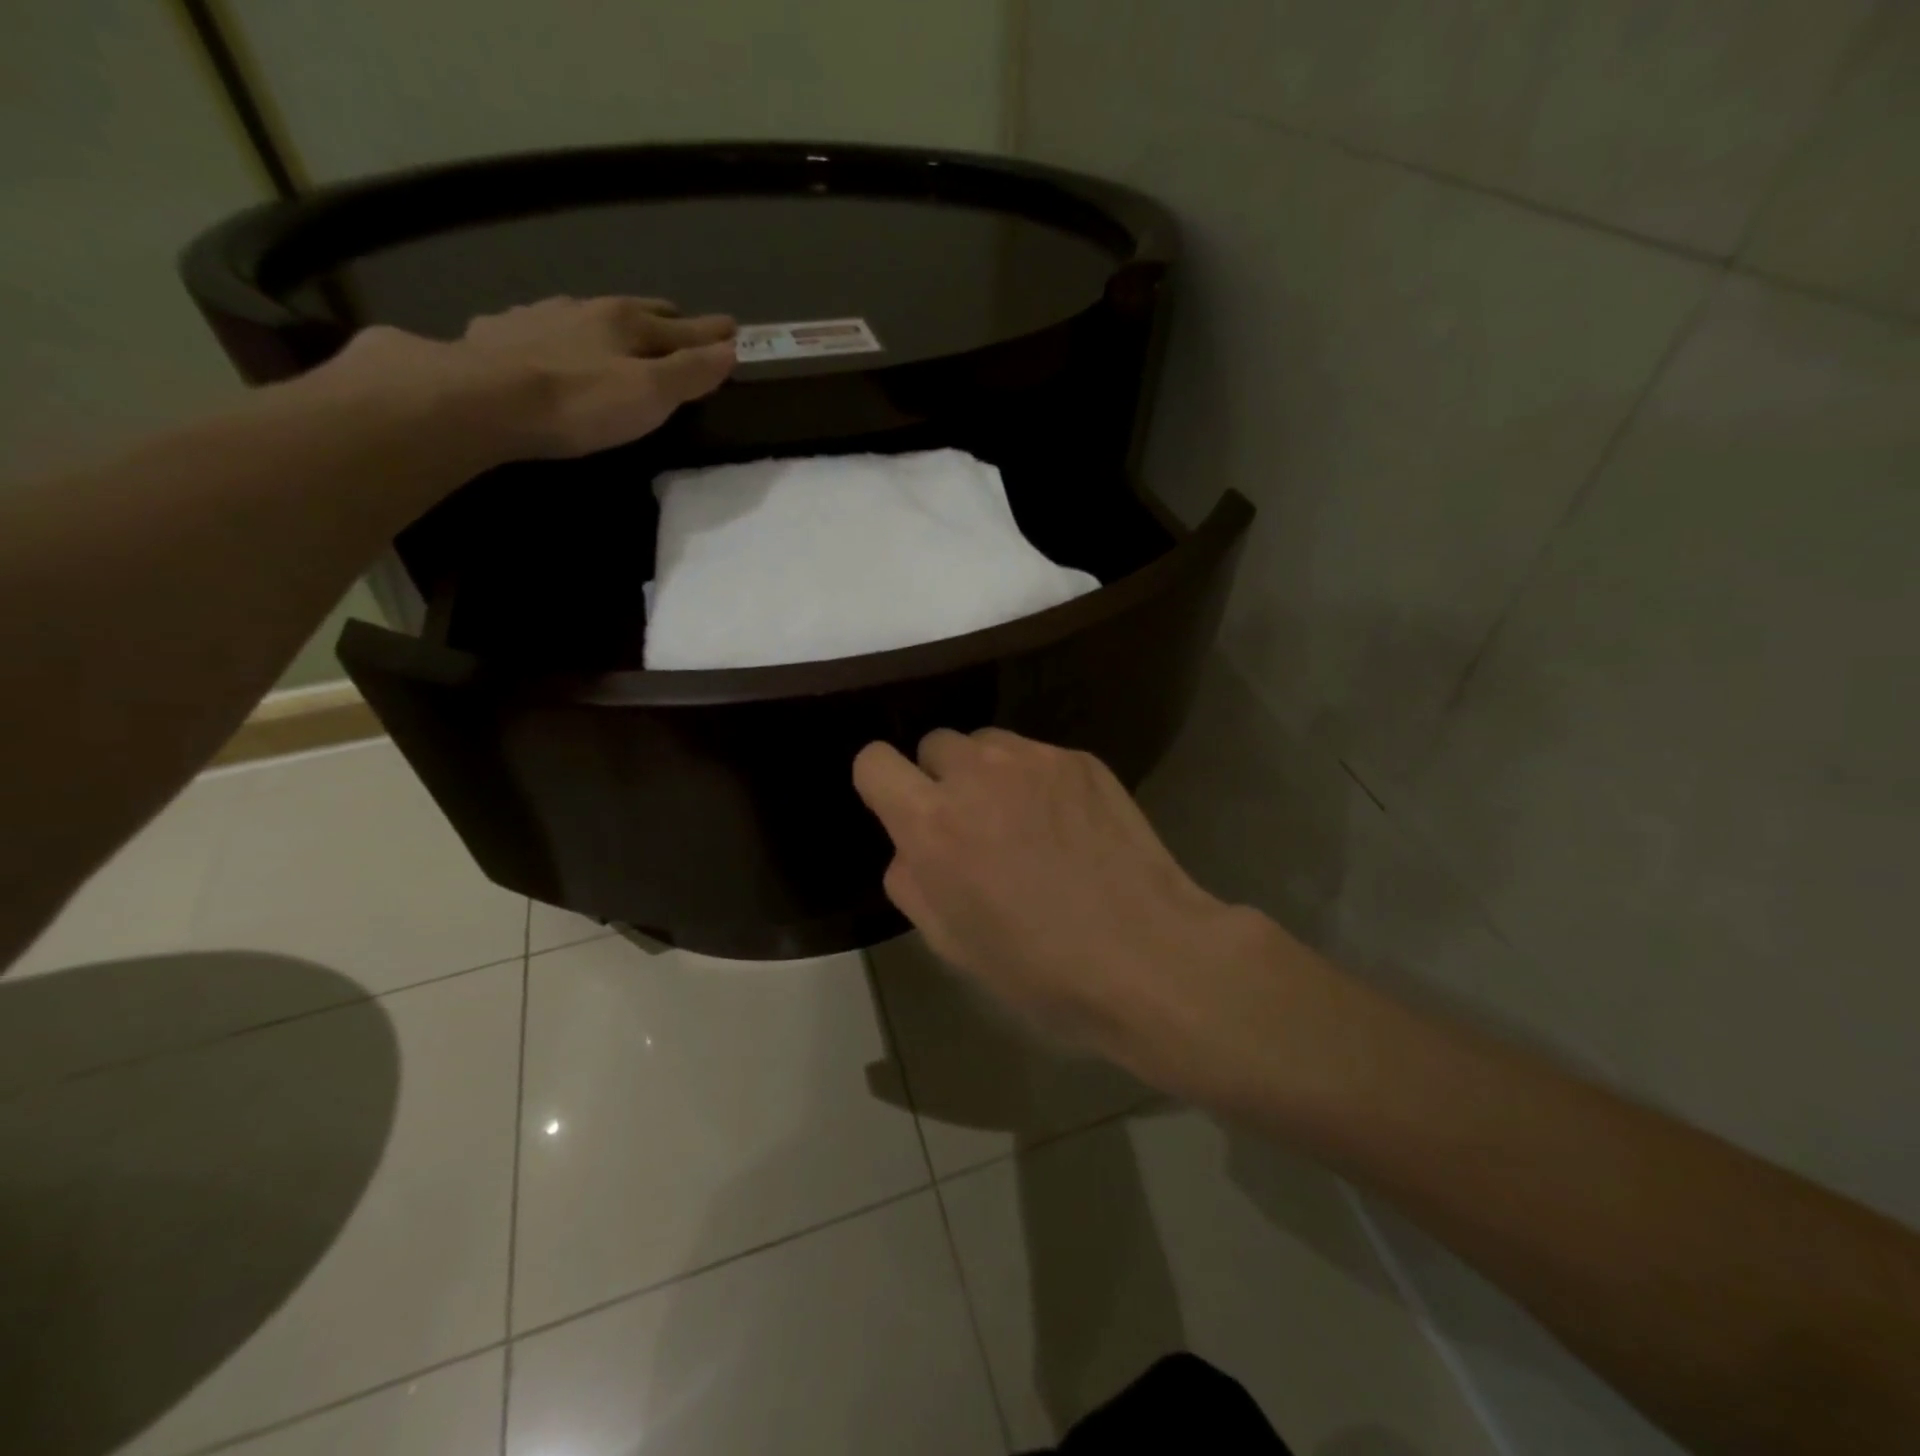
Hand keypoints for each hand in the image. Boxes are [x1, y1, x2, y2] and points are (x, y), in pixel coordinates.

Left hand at [331, 296, 737, 458]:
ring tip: (617, 334)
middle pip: (637, 311)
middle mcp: (585, 309)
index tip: (734, 329)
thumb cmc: (580, 402)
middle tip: (683, 326)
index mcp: (627, 322)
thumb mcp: (650, 395)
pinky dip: (560, 334)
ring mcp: (539, 317)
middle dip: (666, 320)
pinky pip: (541, 328)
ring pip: (587, 315)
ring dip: (609, 324)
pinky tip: (551, 345)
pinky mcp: (500, 335)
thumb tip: (730, 350)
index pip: (683, 328)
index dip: (711, 333)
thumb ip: (691, 373)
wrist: (482, 400)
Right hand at [852, 728, 1278, 1074]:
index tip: (904, 810)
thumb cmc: (1039, 966)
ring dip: (987, 773)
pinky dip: (1036, 780)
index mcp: (933, 823)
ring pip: (986, 742)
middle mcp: (977, 773)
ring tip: (1021, 820)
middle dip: (941, 778)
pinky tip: (1067, 824)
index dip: (883, 784)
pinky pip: (1037, 754)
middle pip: (933, 743)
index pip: (874, 761)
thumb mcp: (950, 942)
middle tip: (971, 824)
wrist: (1146, 954)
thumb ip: (912, 880)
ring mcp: (1034, 759)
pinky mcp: (1080, 758)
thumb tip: (912, 846)